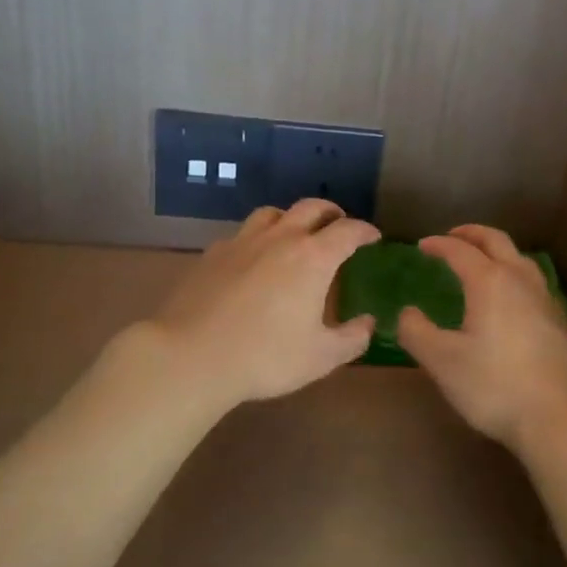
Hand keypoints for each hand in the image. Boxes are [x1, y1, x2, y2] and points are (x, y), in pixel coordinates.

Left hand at [144, 199, 379, 412]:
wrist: (192, 356)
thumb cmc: (265, 357)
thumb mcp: (321, 357)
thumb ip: (352, 338)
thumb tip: (368, 324)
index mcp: (313, 258)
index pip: (348, 231)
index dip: (365, 231)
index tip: (373, 237)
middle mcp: (280, 239)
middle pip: (311, 208)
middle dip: (331, 213)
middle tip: (339, 226)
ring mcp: (242, 242)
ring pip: (272, 213)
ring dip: (291, 218)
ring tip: (295, 234)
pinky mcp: (213, 254)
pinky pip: (242, 234)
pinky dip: (258, 238)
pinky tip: (254, 259)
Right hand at [397, 225, 566, 454]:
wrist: (561, 418)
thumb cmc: (495, 385)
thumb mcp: (442, 361)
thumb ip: (417, 332)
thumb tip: (407, 312)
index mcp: (490, 282)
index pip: (460, 251)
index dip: (439, 245)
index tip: (422, 246)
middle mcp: (520, 281)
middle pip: (497, 242)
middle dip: (472, 234)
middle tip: (452, 237)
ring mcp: (545, 300)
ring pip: (520, 260)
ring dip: (497, 252)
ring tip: (481, 263)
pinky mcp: (559, 322)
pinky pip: (532, 282)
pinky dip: (512, 274)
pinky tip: (508, 300)